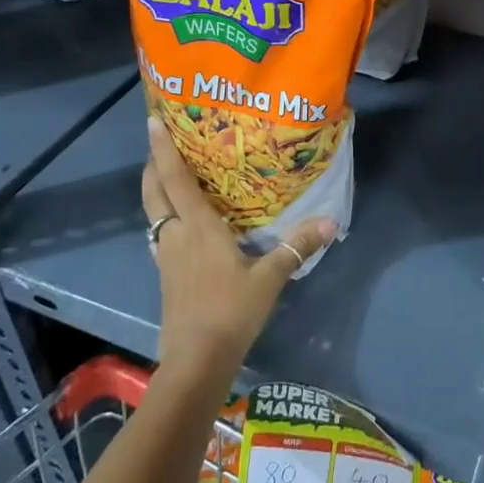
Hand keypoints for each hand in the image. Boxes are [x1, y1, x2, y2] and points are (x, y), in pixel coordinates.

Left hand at [141, 118, 335, 386]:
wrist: (196, 361)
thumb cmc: (231, 311)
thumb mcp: (270, 278)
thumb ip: (297, 246)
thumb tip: (330, 221)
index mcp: (198, 227)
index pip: (176, 179)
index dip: (163, 150)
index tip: (152, 121)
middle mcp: (176, 235)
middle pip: (154, 193)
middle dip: (152, 166)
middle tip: (160, 144)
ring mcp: (167, 257)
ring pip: (153, 214)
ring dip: (155, 191)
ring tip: (169, 176)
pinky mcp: (166, 276)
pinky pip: (160, 234)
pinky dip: (163, 218)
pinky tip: (179, 224)